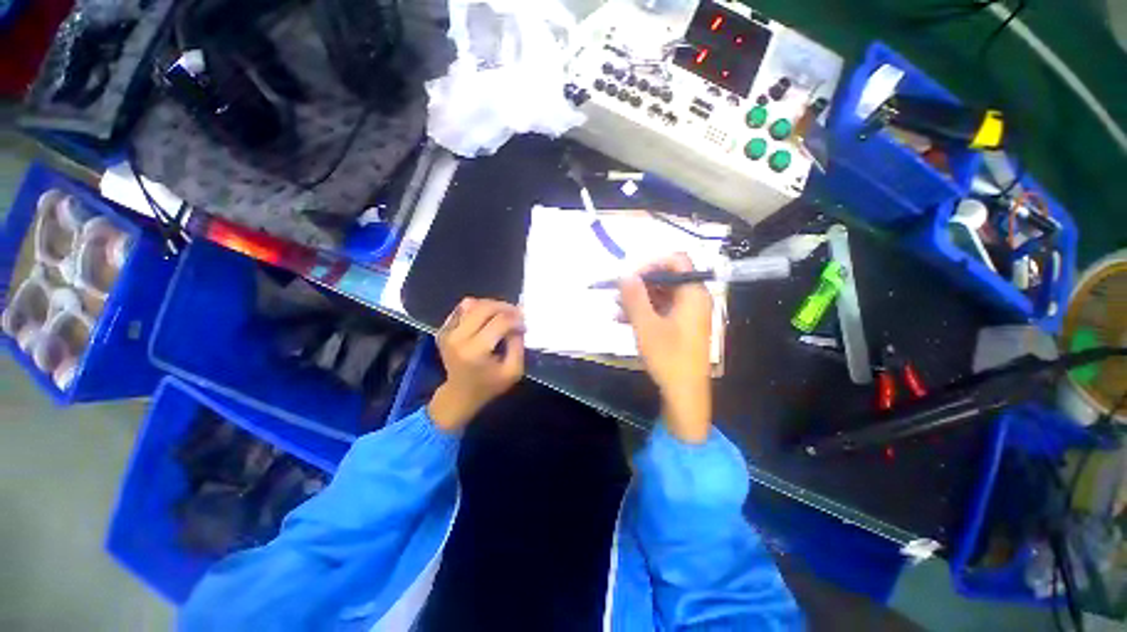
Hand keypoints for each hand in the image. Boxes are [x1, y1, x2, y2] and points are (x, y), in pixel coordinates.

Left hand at [428, 298, 525, 432]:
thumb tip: (518, 323)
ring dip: (491, 306)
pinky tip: (486, 320)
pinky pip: (462, 309)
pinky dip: (477, 309)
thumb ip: (518, 345)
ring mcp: (447, 332)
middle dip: (505, 307)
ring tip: (502, 315)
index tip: (524, 325)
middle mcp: (458, 338)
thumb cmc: (489, 385)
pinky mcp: (443, 329)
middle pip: (484, 307)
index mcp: (475, 351)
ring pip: (472, 304)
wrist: (460, 394)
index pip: (500, 322)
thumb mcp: (513, 371)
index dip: (516, 320)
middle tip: (516, 314)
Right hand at [619, 254, 712, 443]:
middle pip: (666, 278)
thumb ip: (634, 297)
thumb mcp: (646, 325)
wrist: (685, 393)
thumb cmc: (668, 357)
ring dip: (638, 298)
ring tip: (615, 307)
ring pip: (661, 295)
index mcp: (693, 294)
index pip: (677, 261)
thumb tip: (624, 273)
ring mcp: (688, 314)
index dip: (652, 263)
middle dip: (640, 283)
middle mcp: (694, 299)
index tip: (630, 276)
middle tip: (618, 292)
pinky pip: (661, 310)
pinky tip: (622, 320)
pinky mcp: (681, 327)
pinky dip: (643, 311)